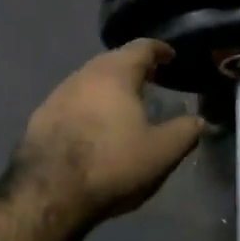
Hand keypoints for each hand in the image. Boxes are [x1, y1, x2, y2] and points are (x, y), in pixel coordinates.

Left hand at [14, 40, 206, 221]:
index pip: (142, 47)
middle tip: (152, 81)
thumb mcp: (163, 152)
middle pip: (113, 61)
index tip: (171, 57)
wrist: (48, 192)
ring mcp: (58, 95)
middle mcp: (84, 74)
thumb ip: (186, 131)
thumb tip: (198, 120)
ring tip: (126, 105)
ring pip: (91, 81)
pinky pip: (73, 102)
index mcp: (115, 73)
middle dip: (134, 68)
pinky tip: (96, 128)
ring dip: (110, 88)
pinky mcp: (41, 118)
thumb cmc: (113, 164)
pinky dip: (90, 107)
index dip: (160, 50)